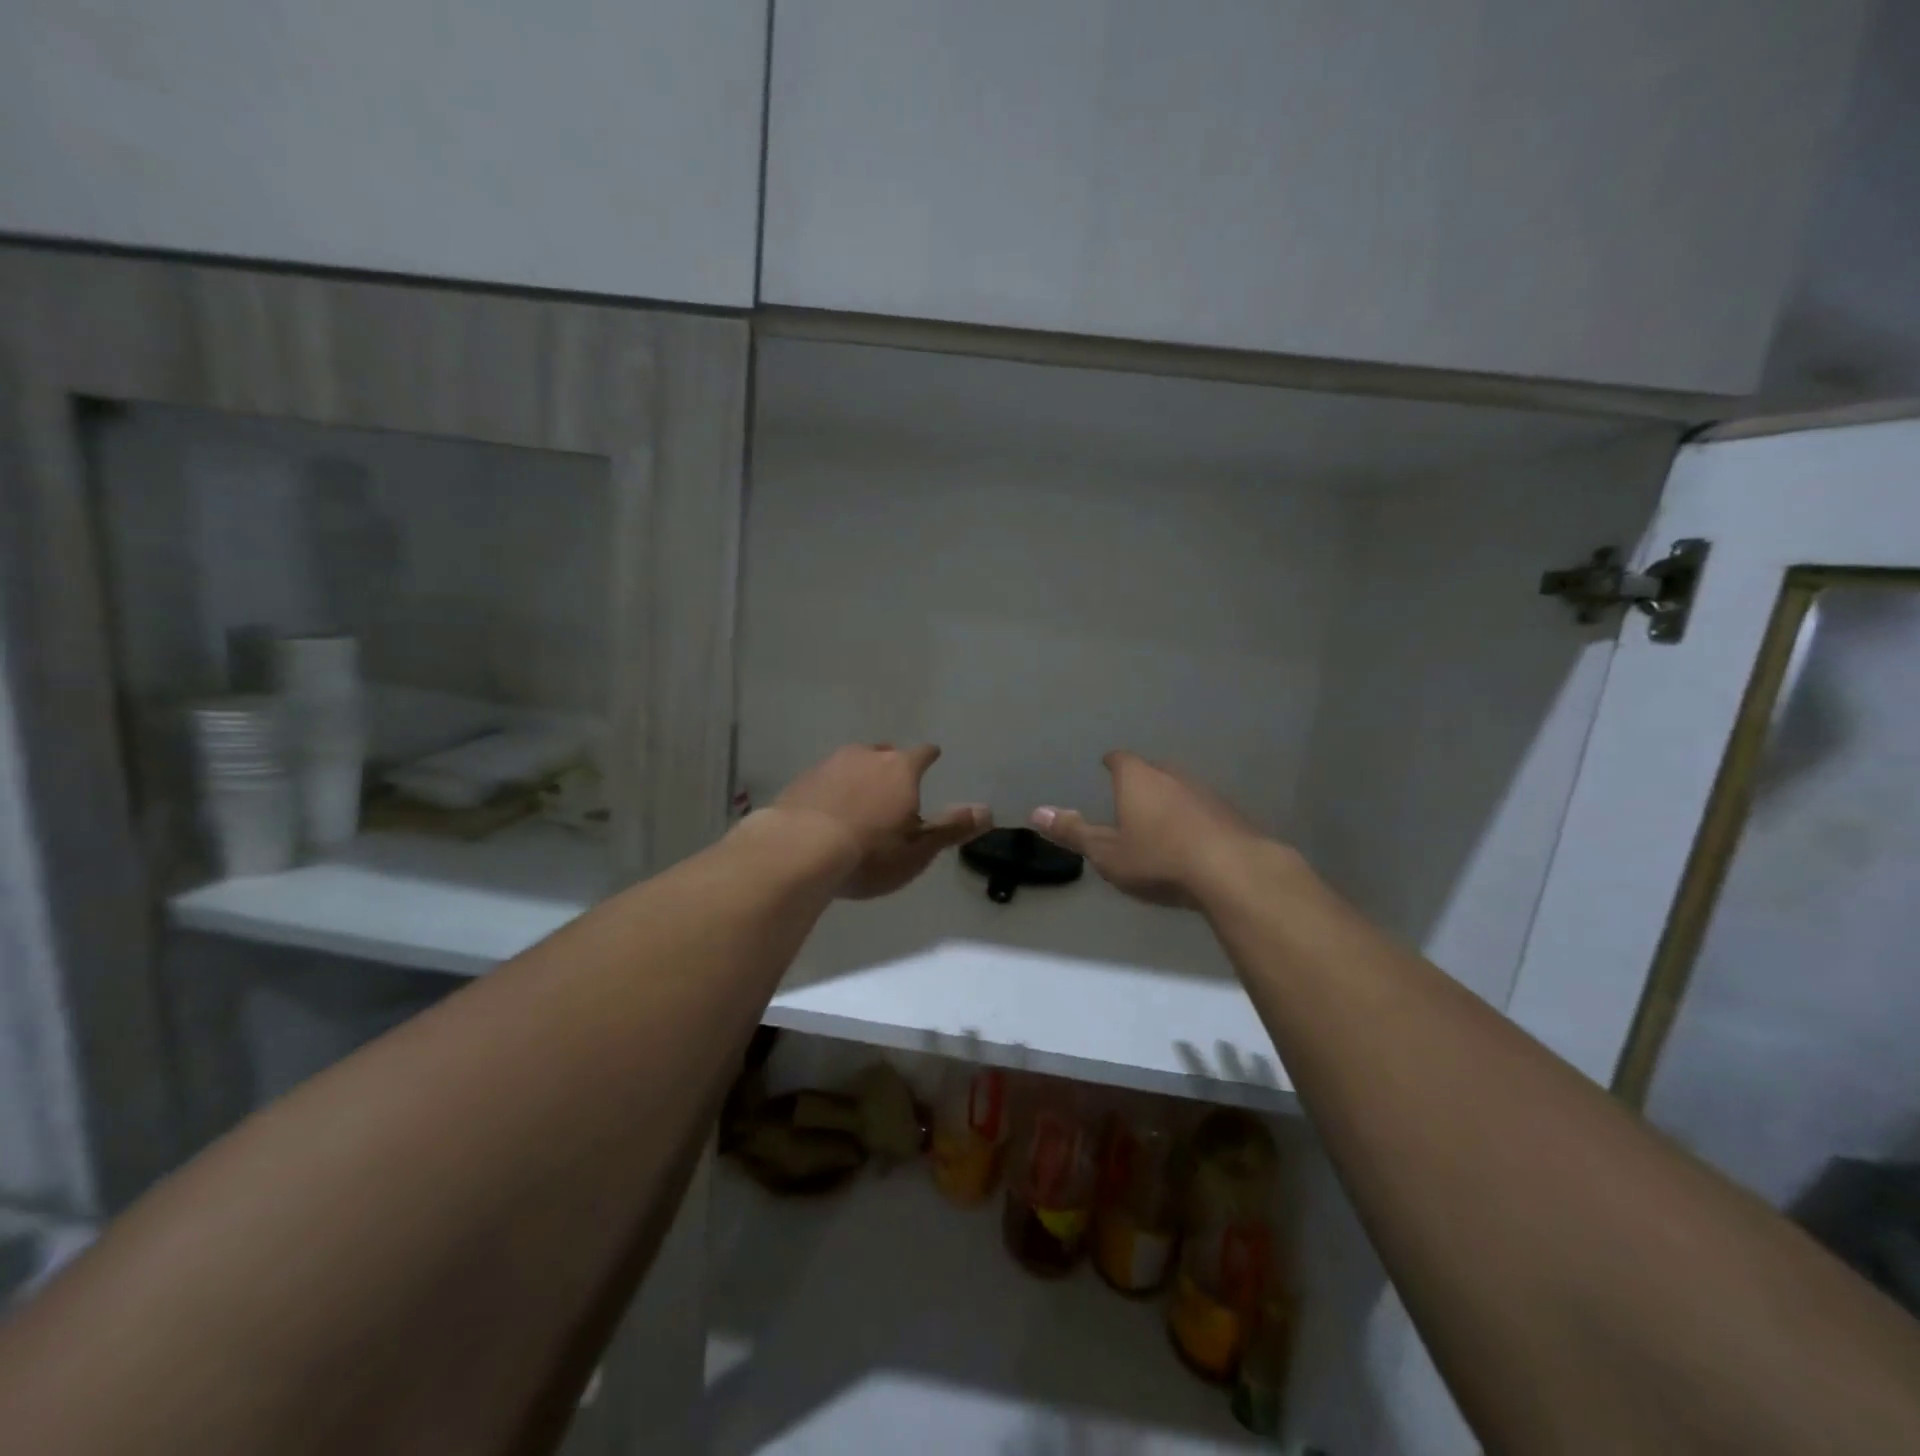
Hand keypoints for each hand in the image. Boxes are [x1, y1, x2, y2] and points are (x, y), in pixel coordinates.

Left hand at [772, 744, 988, 899]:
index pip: (922, 754)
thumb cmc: (870, 853)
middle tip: (895, 785)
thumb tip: (988, 811)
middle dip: (892, 766)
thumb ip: (952, 828)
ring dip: (859, 776)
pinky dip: (832, 790)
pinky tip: (828, 811)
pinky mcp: (801, 780)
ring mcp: (830, 765)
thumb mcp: (918, 849)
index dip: (929, 757)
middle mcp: (866, 756)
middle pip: (885, 753)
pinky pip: (825, 779)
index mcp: (901, 769)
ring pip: (852, 763)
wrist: (798, 850)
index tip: (933, 757)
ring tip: (860, 799)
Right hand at [1030, 751, 1267, 907]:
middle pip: (1152, 770)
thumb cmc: (1158, 859)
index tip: (1107, 768)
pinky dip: (1193, 819)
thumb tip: (1036, 812)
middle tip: (1130, 799)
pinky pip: (1203, 809)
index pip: (1120, 760)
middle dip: (1141, 782)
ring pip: (1180, 788)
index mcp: (1138, 779)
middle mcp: (1172, 775)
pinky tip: (1192, 841)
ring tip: (1160, 822)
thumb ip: (1073, 832)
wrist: (1232, 871)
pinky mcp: (1230, 813)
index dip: (1112, 764)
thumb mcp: (1107, 853)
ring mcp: (1205, 792)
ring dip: (1170, 801)